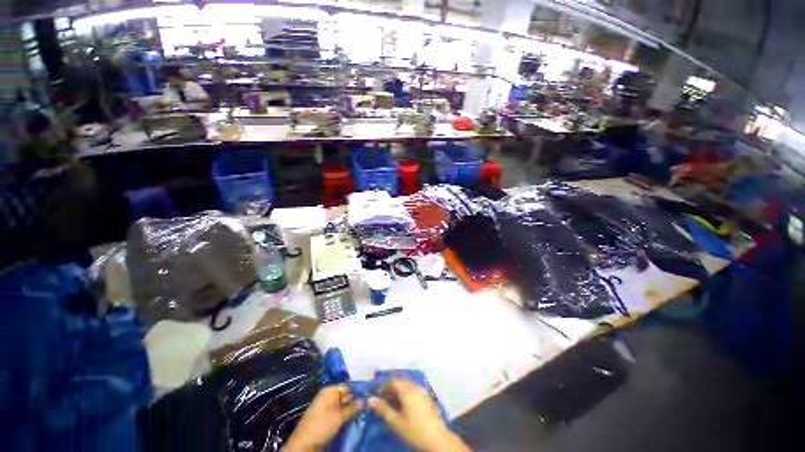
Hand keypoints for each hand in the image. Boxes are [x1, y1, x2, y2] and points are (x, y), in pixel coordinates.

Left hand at [284, 385, 362, 451]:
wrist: (304, 445)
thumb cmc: (321, 426)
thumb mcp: (339, 417)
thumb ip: (352, 408)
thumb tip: (365, 400)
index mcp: (329, 392)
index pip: (346, 386)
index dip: (357, 391)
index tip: (369, 395)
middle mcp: (328, 398)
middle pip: (345, 396)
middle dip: (355, 401)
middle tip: (369, 405)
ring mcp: (327, 409)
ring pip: (343, 406)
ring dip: (351, 410)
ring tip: (364, 412)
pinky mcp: (327, 419)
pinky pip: (339, 414)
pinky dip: (346, 416)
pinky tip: (355, 419)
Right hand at [369, 380, 470, 451]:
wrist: (437, 439)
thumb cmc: (414, 431)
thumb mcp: (395, 422)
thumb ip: (382, 409)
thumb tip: (370, 399)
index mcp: (407, 390)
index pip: (392, 381)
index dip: (382, 385)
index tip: (375, 393)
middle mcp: (415, 386)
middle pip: (400, 382)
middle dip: (389, 388)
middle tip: (381, 398)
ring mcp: (422, 391)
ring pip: (406, 385)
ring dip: (397, 391)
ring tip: (390, 402)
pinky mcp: (427, 397)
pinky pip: (413, 389)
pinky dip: (405, 393)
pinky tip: (402, 404)